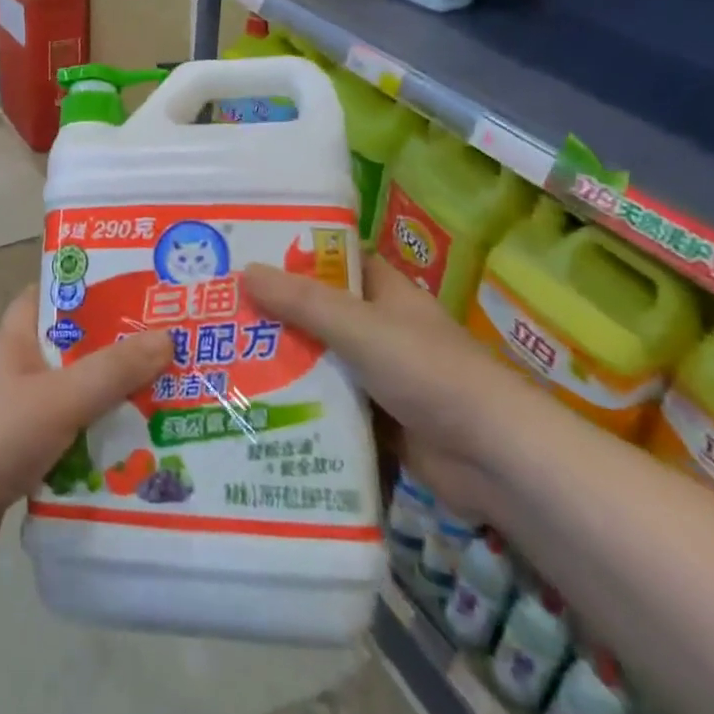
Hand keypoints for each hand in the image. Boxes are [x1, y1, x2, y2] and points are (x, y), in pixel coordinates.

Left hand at [0, 286, 172, 573]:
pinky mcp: (24, 456)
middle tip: (174, 350)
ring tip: (172, 401)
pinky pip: (72, 440)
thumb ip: (114, 370)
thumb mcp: (60, 397)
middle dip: (119, 351)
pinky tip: (140, 455)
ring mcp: (20, 415)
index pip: (52, 295)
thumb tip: (168, 337)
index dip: (90, 288)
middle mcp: (19, 370)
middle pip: (75, 349)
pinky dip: (99, 444)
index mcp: (18, 339)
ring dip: (115, 403)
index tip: (137, 288)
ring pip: (78, 398)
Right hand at [243, 254, 539, 515]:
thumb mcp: (359, 328)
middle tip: (219, 312)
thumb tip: (245, 270)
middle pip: (320, 313)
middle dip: (276, 315)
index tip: (246, 255)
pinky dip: (301, 405)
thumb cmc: (428, 372)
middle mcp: (381, 329)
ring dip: (284, 363)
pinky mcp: (378, 420)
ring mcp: (380, 376)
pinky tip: (257, 406)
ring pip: (321, 361)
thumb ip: (303, 302)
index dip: (295, 255)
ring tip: (222, 359)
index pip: (336, 261)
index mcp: (386, 293)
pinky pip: (330, 405)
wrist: (493, 458)